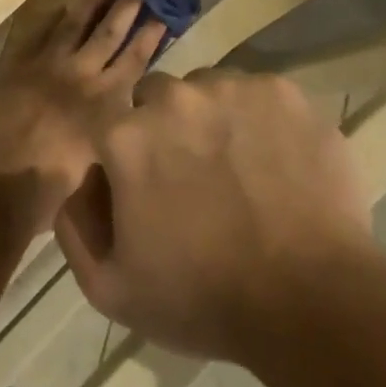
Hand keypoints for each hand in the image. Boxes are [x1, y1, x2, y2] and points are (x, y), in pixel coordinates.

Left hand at [0, 0, 165, 237]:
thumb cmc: (54, 191)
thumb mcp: (102, 160)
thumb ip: (117, 126)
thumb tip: (129, 107)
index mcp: (106, 102)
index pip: (135, 57)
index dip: (151, 32)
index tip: (164, 10)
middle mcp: (81, 76)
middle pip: (110, 31)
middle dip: (129, 2)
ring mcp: (48, 66)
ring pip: (76, 22)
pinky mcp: (19, 66)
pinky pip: (39, 32)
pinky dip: (52, 16)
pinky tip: (62, 2)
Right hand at [54, 69, 373, 362]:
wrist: (309, 299)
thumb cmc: (203, 299)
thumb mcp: (110, 288)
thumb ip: (76, 224)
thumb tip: (86, 178)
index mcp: (127, 135)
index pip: (113, 126)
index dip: (127, 159)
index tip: (151, 191)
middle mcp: (176, 96)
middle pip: (158, 98)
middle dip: (167, 129)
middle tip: (195, 177)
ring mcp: (233, 88)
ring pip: (209, 90)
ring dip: (213, 118)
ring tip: (241, 170)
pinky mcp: (283, 91)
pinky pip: (259, 95)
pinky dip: (261, 119)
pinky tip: (276, 162)